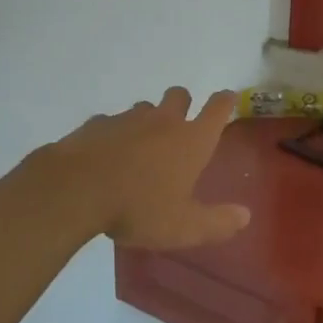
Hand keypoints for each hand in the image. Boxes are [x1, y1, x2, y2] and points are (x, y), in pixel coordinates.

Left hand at [23, 88, 250, 250]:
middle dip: (183, 103)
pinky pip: (111, 122)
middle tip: (180, 124)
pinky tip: (106, 155)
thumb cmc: (138, 207)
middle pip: (179, 95)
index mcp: (191, 140)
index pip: (217, 109)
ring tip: (140, 146)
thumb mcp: (183, 227)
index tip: (228, 98)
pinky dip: (113, 134)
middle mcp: (163, 121)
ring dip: (148, 120)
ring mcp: (127, 119)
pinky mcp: (97, 125)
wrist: (76, 189)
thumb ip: (217, 222)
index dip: (225, 101)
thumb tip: (246, 215)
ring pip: (144, 108)